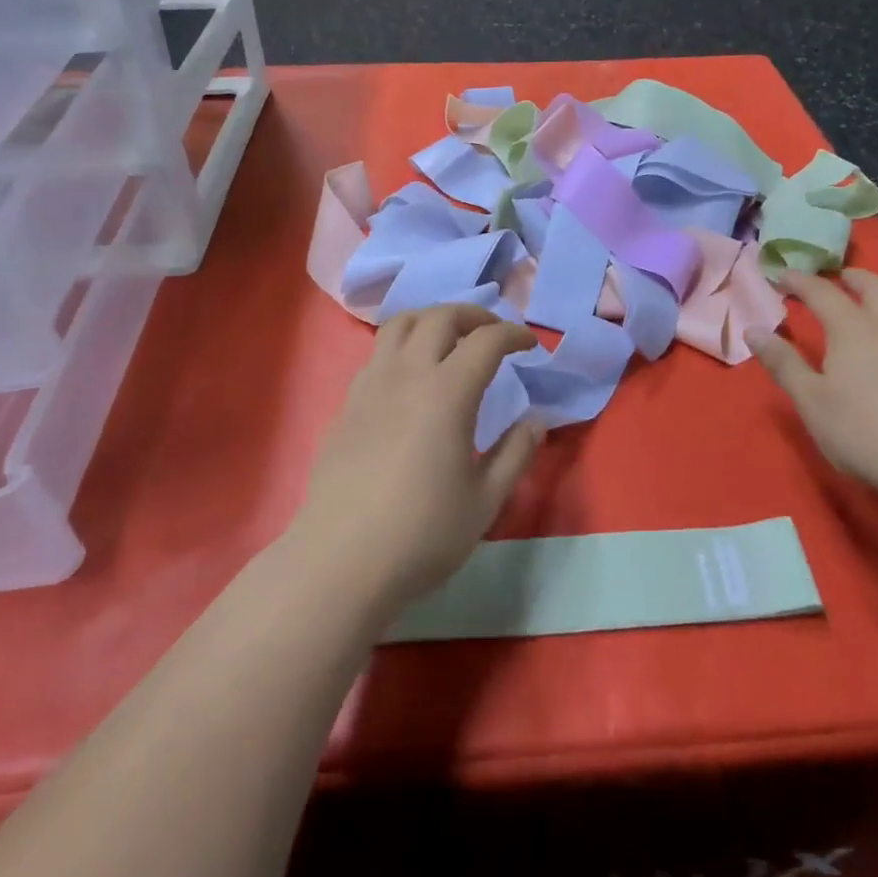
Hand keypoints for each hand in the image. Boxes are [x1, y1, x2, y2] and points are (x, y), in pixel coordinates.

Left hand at [293, 304, 544, 616]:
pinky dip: (403, 344)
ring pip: (401, 323)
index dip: (513, 334)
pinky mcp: (348, 403)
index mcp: (448, 392)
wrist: (341, 561)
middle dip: (474, 315)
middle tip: (493, 333)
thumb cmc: (422, 533)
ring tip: (449, 339)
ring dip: (432, 319)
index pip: (486, 340)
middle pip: (441, 316)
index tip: (530, 344)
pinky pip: (378, 352)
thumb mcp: (485, 500)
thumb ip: (516, 453)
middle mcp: (408, 374)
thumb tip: (536, 420)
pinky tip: (411, 375)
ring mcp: (371, 384)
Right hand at [747, 269, 877, 496]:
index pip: (821, 292)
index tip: (782, 275)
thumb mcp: (811, 401)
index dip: (800, 281)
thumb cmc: (864, 432)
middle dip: (852, 278)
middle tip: (838, 279)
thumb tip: (753, 330)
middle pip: (874, 287)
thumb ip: (783, 363)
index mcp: (852, 329)